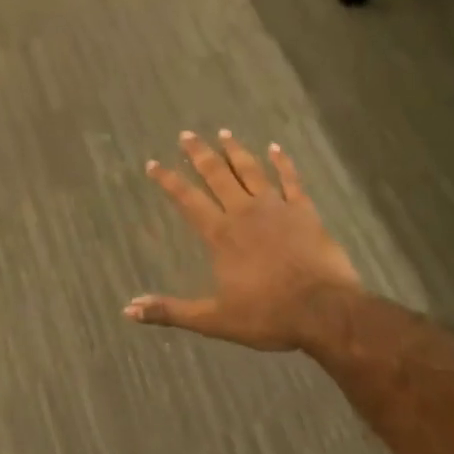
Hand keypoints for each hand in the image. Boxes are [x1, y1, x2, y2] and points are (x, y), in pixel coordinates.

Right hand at [126, 130, 361, 352]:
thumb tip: (129, 309)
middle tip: (187, 134)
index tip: (153, 163)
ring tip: (224, 133)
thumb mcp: (214, 320)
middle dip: (199, 154)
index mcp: (221, 235)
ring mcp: (277, 207)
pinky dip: (282, 162)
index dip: (168, 180)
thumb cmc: (268, 315)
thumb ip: (172, 311)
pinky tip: (275, 148)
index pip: (187, 200)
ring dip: (235, 150)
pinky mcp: (304, 211)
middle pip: (217, 175)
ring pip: (251, 170)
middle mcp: (244, 212)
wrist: (325, 311)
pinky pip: (291, 179)